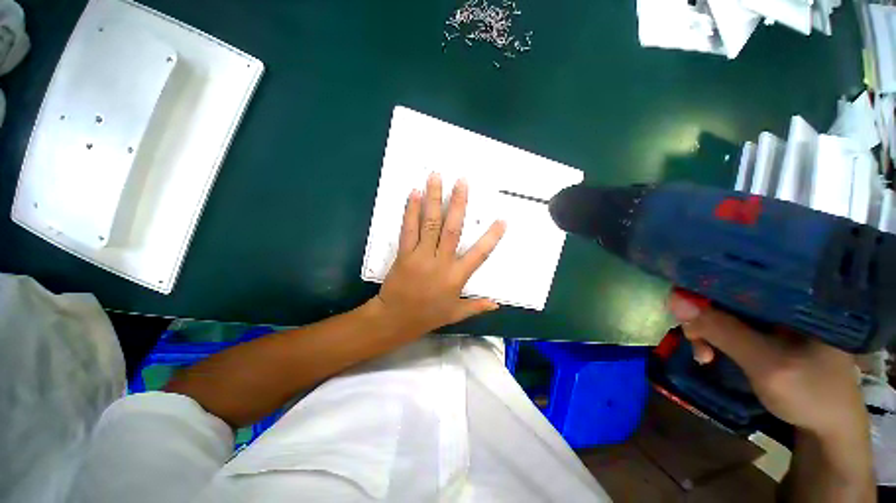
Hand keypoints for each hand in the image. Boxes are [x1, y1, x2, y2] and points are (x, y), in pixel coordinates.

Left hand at [374, 173, 505, 338]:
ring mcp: (421, 256)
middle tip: (462, 181)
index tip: (502, 220)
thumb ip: (477, 306)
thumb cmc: (428, 316)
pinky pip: (408, 229)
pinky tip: (414, 194)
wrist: (396, 319)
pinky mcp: (404, 253)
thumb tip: (497, 304)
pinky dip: (411, 211)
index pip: (479, 254)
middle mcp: (441, 262)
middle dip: (458, 203)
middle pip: (452, 229)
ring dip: (433, 199)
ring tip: (435, 177)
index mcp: (457, 277)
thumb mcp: (455, 313)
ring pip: (430, 224)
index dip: (491, 237)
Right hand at [666, 291, 866, 436]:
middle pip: (728, 293)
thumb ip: (721, 330)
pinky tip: (710, 355)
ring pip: (725, 310)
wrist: (827, 429)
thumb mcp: (765, 363)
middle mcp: (786, 299)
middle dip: (703, 316)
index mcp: (799, 294)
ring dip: (706, 331)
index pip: (741, 273)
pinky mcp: (768, 332)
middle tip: (694, 340)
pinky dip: (715, 339)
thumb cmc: (809, 394)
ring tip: (703, 355)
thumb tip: (673, 298)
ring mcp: (777, 316)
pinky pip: (730, 326)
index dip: (705, 285)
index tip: (683, 308)